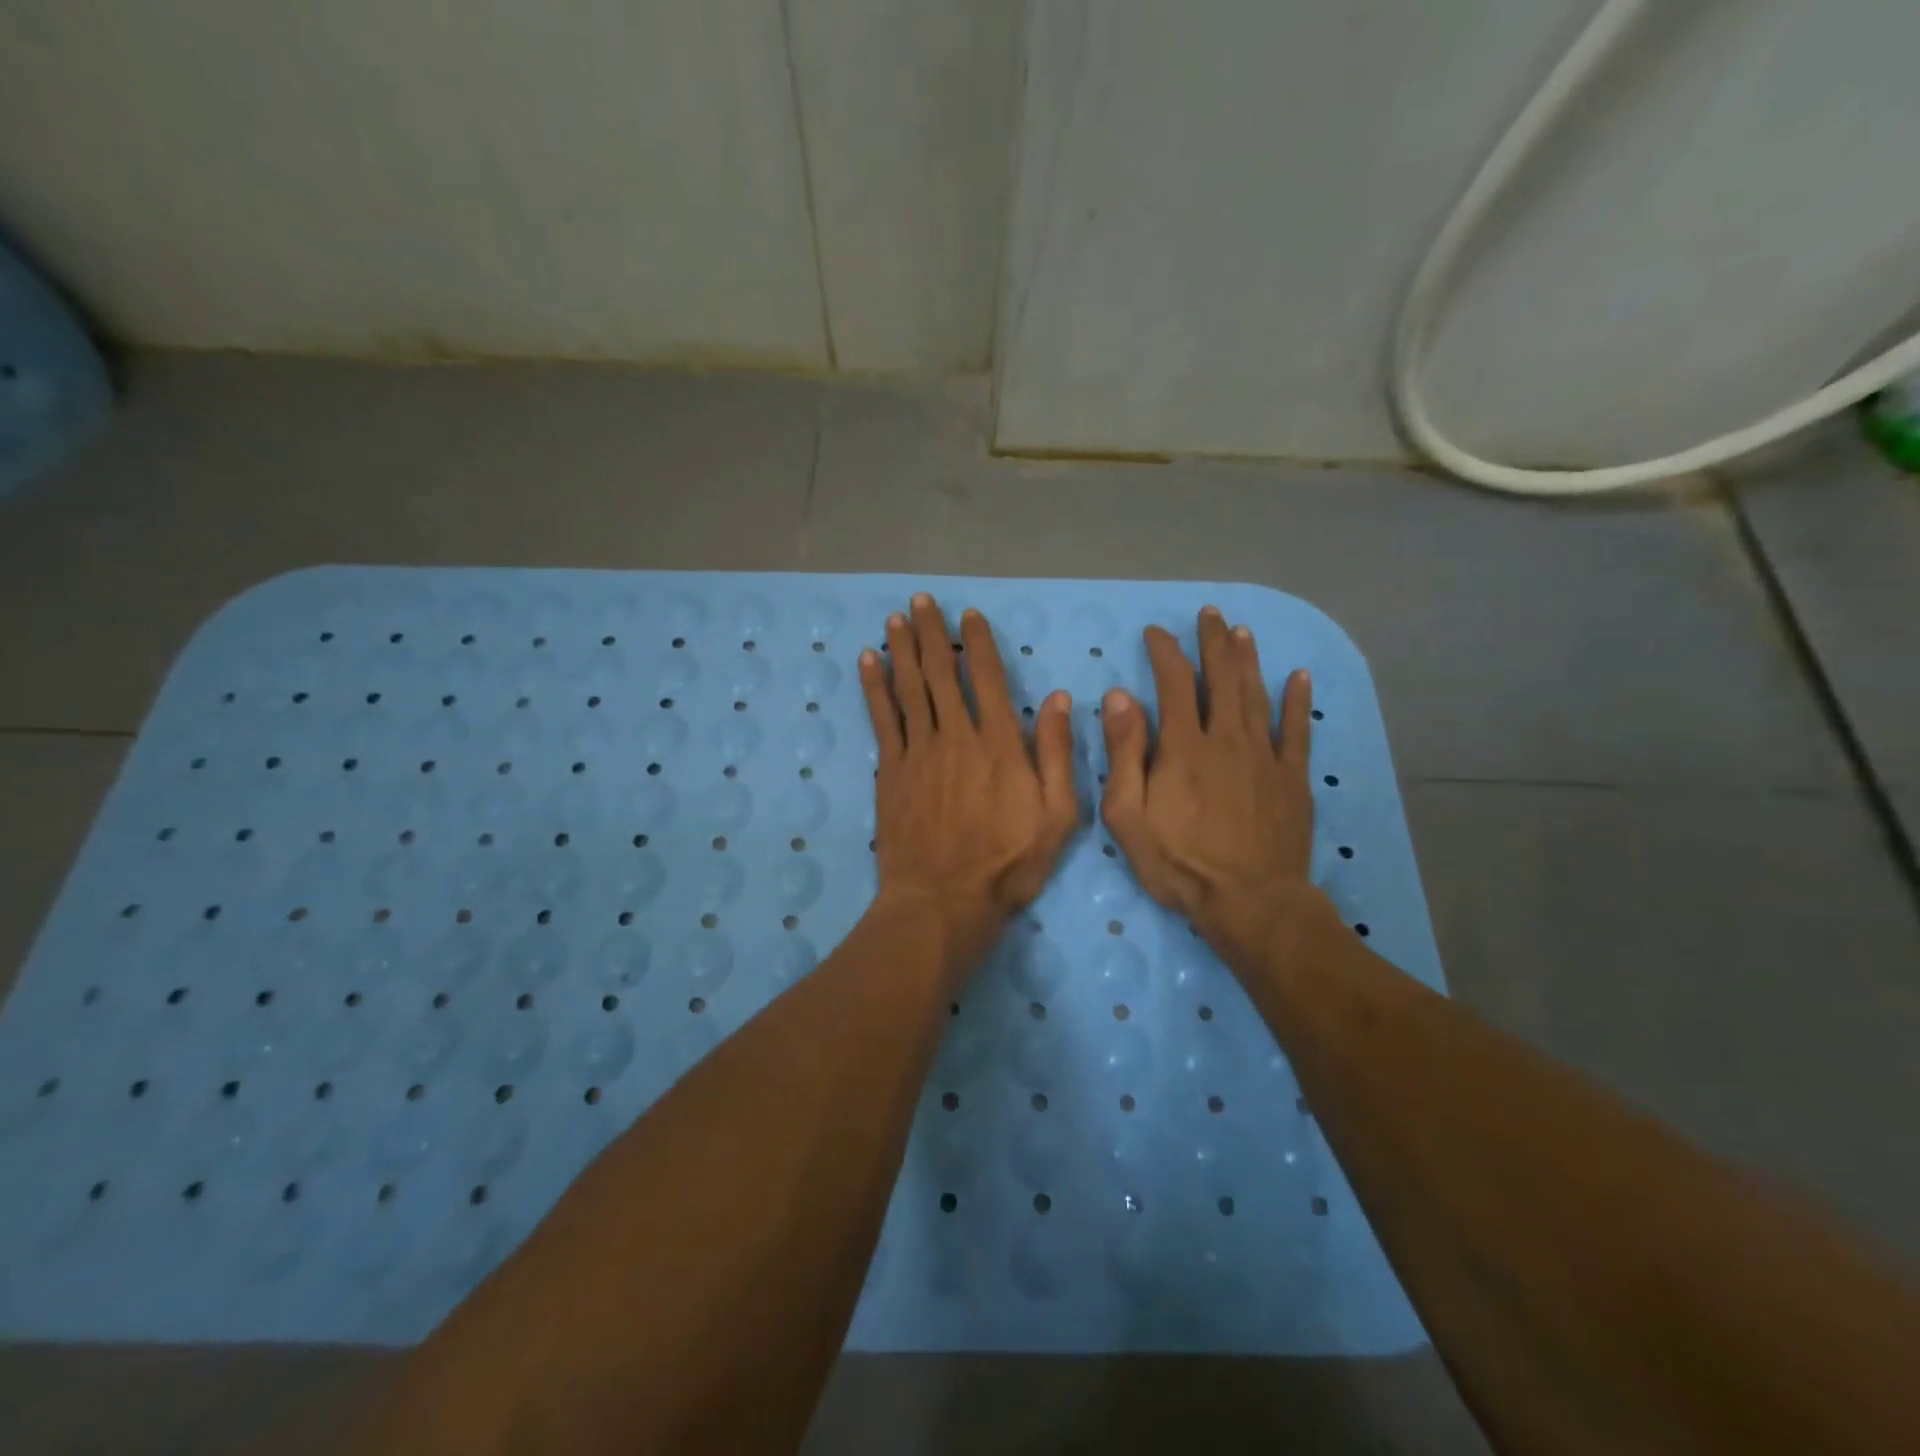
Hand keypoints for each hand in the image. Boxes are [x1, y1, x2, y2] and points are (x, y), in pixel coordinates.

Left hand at [860, 593, 1077, 960]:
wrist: (944, 900)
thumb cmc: (1008, 863)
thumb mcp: (1058, 816)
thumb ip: (1059, 754)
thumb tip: (1061, 699)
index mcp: (1001, 743)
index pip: (988, 678)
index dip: (977, 643)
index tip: (967, 615)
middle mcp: (957, 735)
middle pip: (942, 672)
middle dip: (931, 632)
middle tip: (921, 600)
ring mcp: (919, 751)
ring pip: (909, 687)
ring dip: (902, 648)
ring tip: (896, 617)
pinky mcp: (891, 771)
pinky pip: (882, 718)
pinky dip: (875, 686)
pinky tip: (869, 661)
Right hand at [1100, 607, 1316, 963]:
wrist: (1249, 901)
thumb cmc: (1178, 862)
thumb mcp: (1128, 814)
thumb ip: (1124, 752)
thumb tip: (1120, 697)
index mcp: (1183, 747)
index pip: (1172, 684)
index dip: (1164, 652)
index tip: (1156, 631)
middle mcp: (1226, 739)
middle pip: (1221, 678)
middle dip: (1212, 642)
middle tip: (1209, 614)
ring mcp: (1264, 756)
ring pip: (1256, 695)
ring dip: (1247, 660)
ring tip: (1241, 631)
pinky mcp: (1292, 778)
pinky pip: (1297, 730)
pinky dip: (1297, 701)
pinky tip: (1299, 677)